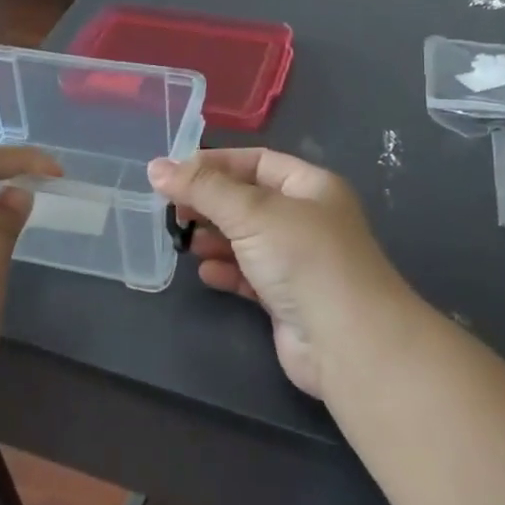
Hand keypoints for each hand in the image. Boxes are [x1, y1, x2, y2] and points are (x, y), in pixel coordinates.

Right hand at [147, 149, 414, 398]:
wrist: (348, 342)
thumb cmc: (303, 260)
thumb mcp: (251, 212)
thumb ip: (202, 189)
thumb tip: (156, 167)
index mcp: (311, 187)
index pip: (257, 161)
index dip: (216, 164)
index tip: (174, 174)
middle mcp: (307, 219)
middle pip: (249, 200)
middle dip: (211, 204)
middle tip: (173, 212)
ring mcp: (299, 261)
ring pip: (247, 239)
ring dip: (215, 238)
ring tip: (186, 243)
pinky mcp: (288, 298)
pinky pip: (250, 275)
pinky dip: (227, 271)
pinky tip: (207, 274)